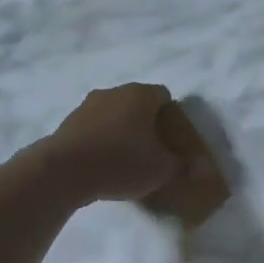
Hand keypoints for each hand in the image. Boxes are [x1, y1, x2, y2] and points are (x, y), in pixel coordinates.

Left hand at [43, 84, 182, 202]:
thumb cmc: (122, 162)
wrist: (63, 171)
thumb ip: (183, 166)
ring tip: (125, 159)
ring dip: (120, 131)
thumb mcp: (162, 170)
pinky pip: (93, 128)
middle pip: (137, 103)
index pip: (164, 95)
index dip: (171, 116)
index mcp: (141, 94)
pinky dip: (100, 141)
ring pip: (112, 114)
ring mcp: (87, 105)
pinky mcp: (67, 122)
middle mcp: (114, 91)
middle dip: (145, 123)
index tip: (172, 138)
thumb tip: (200, 167)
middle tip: (152, 149)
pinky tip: (102, 164)